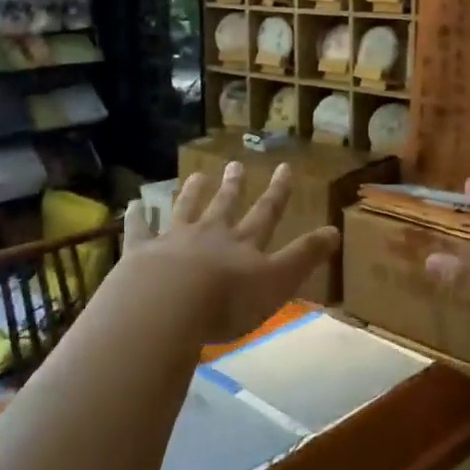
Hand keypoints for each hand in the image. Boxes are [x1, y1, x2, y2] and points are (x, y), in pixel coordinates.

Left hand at [117, 161, 338, 344]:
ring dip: (193, 192)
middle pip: (224, 205)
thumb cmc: (227, 300)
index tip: (284, 167)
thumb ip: (305, 257)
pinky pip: (139, 230)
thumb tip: (335, 230)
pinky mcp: (141, 252)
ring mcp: (173, 240)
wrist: (166, 306)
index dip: (278, 191)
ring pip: (185, 209)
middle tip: (235, 164)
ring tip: (197, 175)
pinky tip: (134, 204)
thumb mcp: (278, 282)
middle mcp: (210, 233)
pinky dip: (138, 216)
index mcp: (243, 243)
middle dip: (233, 186)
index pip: (266, 212)